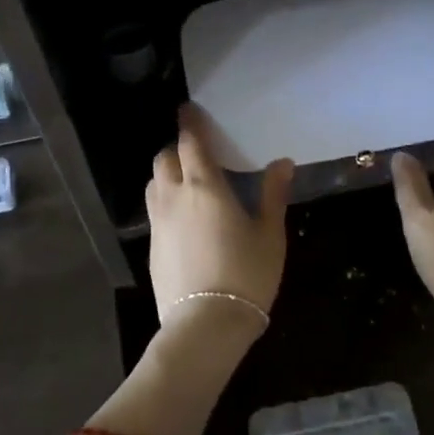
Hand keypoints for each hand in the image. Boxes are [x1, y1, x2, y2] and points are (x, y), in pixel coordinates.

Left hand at [146, 104, 293, 342]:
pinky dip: (165, 201)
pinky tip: (183, 218)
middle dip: (177, 149)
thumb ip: (273, 195)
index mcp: (204, 187)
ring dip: (166, 174)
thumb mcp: (270, 234)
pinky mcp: (151, 247)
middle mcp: (174, 198)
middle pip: (164, 159)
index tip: (188, 110)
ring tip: (187, 182)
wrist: (205, 324)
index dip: (189, 124)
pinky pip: (154, 211)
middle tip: (196, 153)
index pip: (190, 143)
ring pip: (154, 184)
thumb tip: (282, 163)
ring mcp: (158, 223)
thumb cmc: (246, 274)